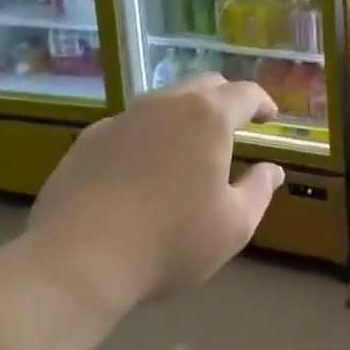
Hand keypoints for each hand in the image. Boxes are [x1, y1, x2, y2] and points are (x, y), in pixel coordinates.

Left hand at [24, 73, 282, 324]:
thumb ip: (259, 189)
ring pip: (164, 102)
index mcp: (209, 117)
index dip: (263, 103)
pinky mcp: (87, 140)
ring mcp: (123, 119)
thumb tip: (273, 169)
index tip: (270, 117)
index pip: (246, 93)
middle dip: (225, 100)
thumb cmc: (170, 242)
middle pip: (204, 86)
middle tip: (233, 125)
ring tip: (188, 146)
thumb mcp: (234, 225)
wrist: (76, 263)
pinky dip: (146, 136)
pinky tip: (141, 168)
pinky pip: (128, 126)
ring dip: (184, 115)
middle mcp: (167, 105)